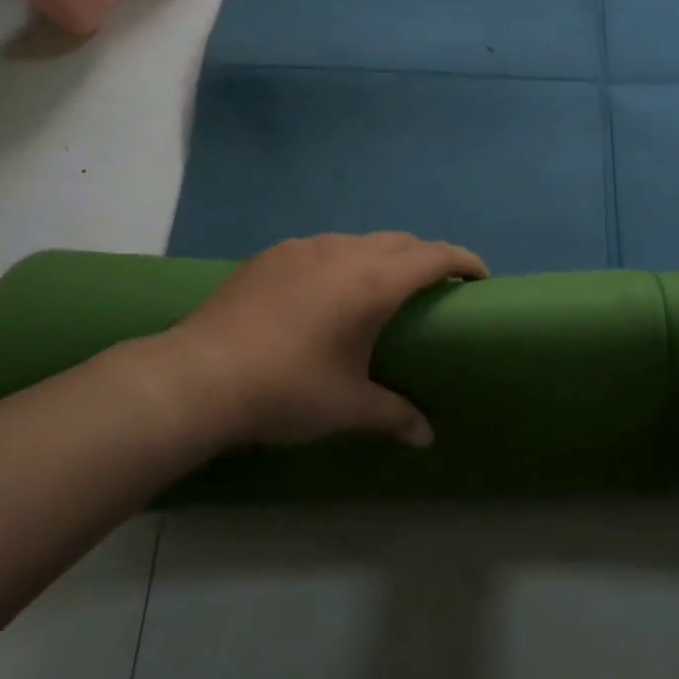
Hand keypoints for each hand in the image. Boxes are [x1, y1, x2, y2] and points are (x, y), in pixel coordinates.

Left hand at [156, 232, 486, 448]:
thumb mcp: (348, 407)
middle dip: (426, 258)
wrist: (199, 376)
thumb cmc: (287, 389)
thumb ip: (394, 415)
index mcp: (374, 282)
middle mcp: (344, 253)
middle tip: (434, 288)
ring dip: (382, 257)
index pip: (435, 256)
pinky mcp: (272, 255)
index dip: (464, 261)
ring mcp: (304, 248)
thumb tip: (427, 437)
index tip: (479, 277)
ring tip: (379, 290)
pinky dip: (342, 261)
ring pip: (360, 241)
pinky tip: (325, 293)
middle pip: (401, 241)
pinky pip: (323, 248)